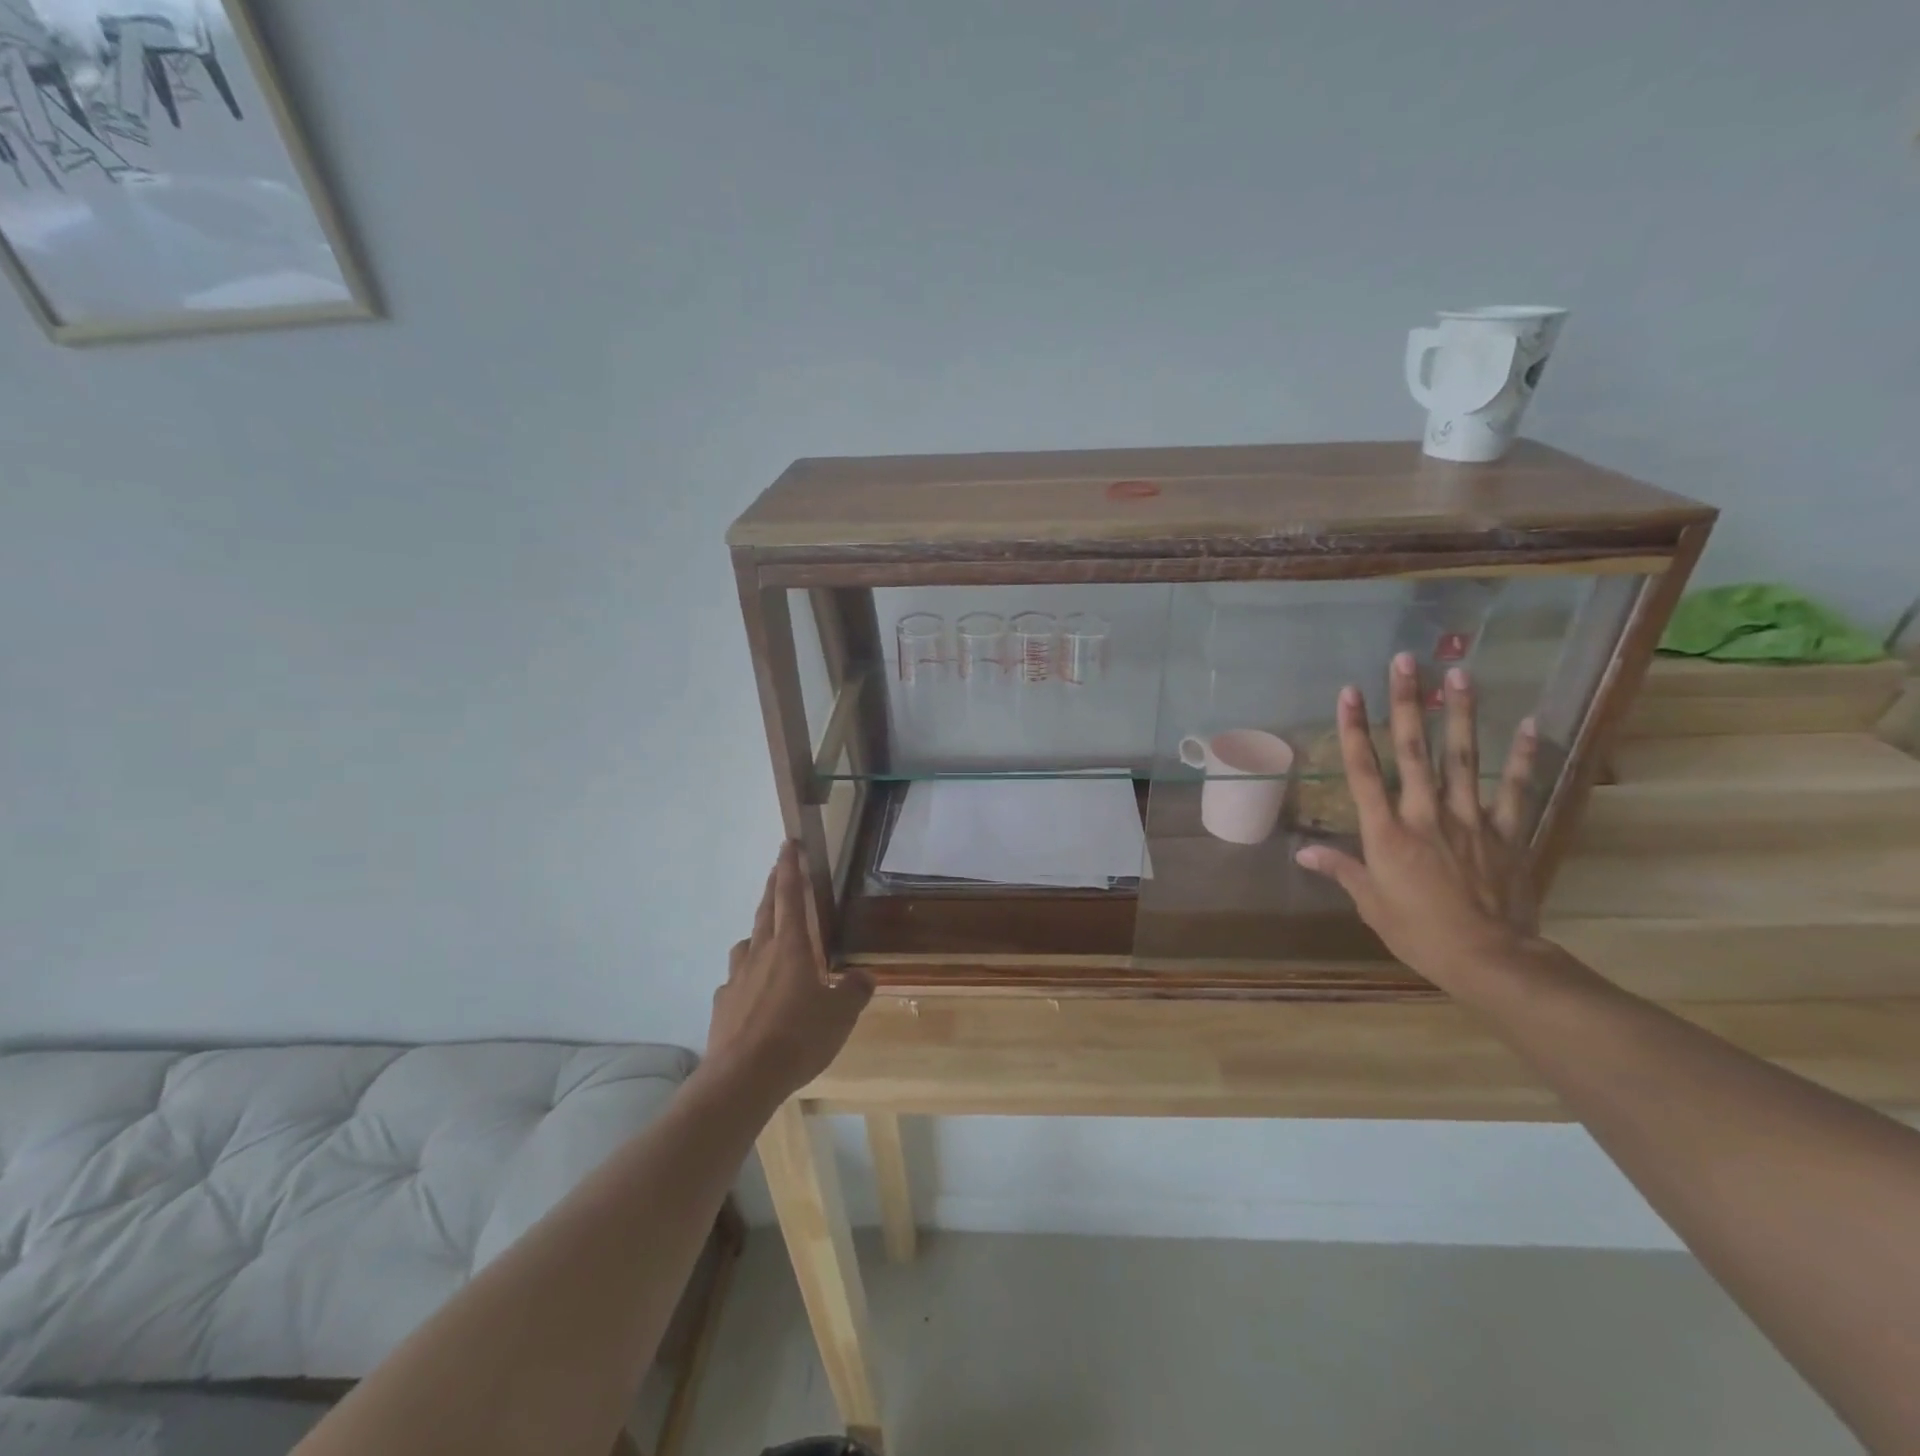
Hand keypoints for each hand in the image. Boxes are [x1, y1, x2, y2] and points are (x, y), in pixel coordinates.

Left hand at [707, 842, 872, 1099]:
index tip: (788, 843)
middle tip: (778, 868)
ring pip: (746, 944)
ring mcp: (737, 979)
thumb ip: (855, 991)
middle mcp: (761, 954)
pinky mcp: (723, 1005)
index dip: (790, 868)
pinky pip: (735, 981)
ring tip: (766, 940)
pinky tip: (752, 995)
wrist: (743, 1078)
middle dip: (774, 886)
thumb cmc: (798, 1036)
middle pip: (766, 911)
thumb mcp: (841, 1014)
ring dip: (757, 934)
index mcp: (792, 948)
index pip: (791, 896)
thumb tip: (864, 977)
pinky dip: (745, 978)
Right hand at [1295, 653, 1540, 994]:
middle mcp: (1425, 815)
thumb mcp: (1371, 904)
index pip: (1364, 771)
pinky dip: (1522, 756)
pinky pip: (1515, 789)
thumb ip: (1341, 870)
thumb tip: (1302, 854)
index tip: (1349, 692)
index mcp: (1386, 833)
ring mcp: (1470, 820)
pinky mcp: (1507, 833)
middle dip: (1406, 703)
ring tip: (1459, 674)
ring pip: (1462, 758)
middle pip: (1412, 751)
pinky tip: (1526, 723)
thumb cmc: (1419, 933)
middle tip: (1405, 661)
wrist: (1490, 959)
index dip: (1353, 729)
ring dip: (1459, 714)